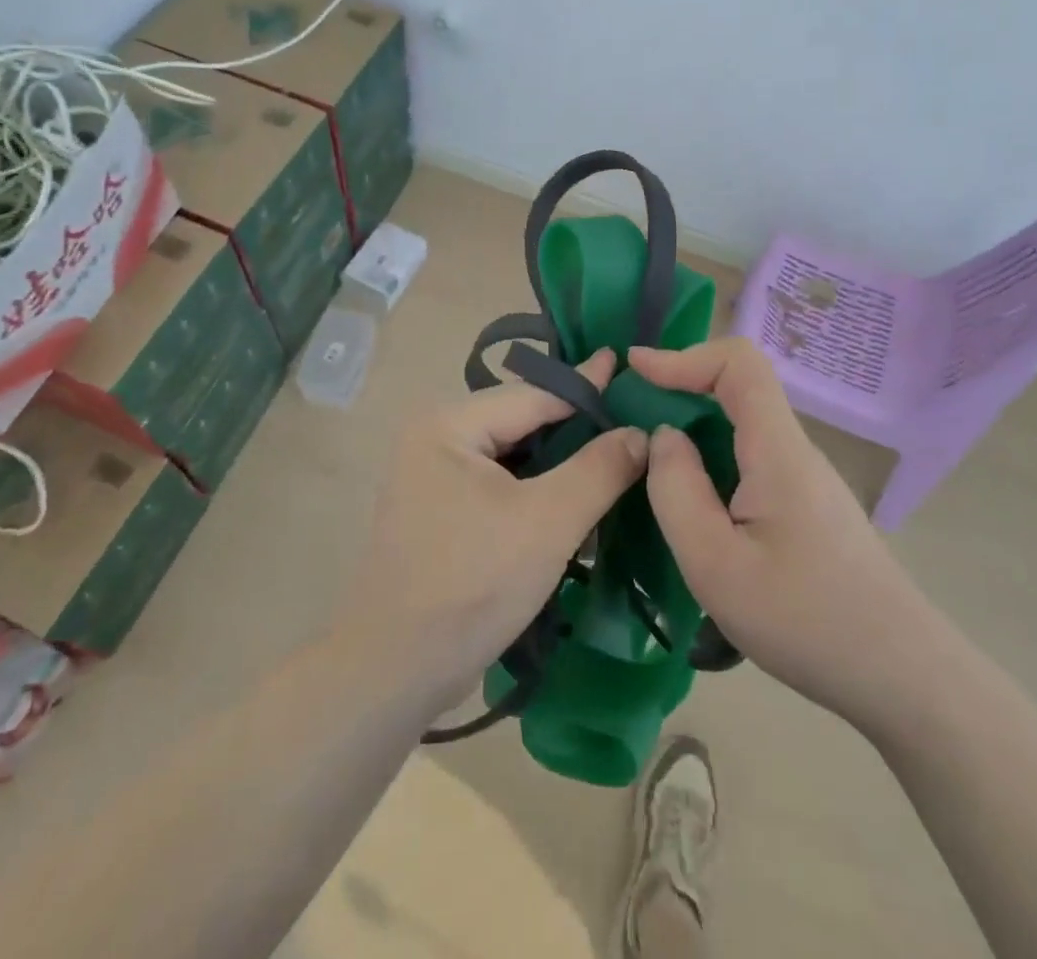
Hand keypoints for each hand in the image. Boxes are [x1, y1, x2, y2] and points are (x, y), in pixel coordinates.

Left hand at [339, 348, 648, 713]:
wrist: (396, 670)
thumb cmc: (473, 584)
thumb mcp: (547, 522)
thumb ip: (598, 470)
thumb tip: (640, 432)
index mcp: (448, 423)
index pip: (533, 396)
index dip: (586, 388)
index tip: (626, 366)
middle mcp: (434, 437)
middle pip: (521, 423)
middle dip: (575, 428)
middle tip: (631, 419)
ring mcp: (432, 475)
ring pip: (513, 456)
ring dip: (559, 462)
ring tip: (614, 453)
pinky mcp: (440, 510)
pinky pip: (499, 484)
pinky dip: (536, 489)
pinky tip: (575, 494)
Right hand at [631, 337, 931, 727]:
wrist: (903, 678)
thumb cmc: (806, 621)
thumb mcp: (716, 565)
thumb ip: (676, 491)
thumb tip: (664, 437)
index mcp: (778, 451)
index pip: (739, 364)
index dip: (684, 355)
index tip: (636, 370)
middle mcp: (795, 451)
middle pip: (738, 389)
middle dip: (679, 389)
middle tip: (630, 419)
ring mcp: (806, 479)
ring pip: (743, 427)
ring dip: (694, 428)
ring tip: (652, 466)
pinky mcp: (808, 506)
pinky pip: (752, 459)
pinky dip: (712, 460)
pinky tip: (695, 506)